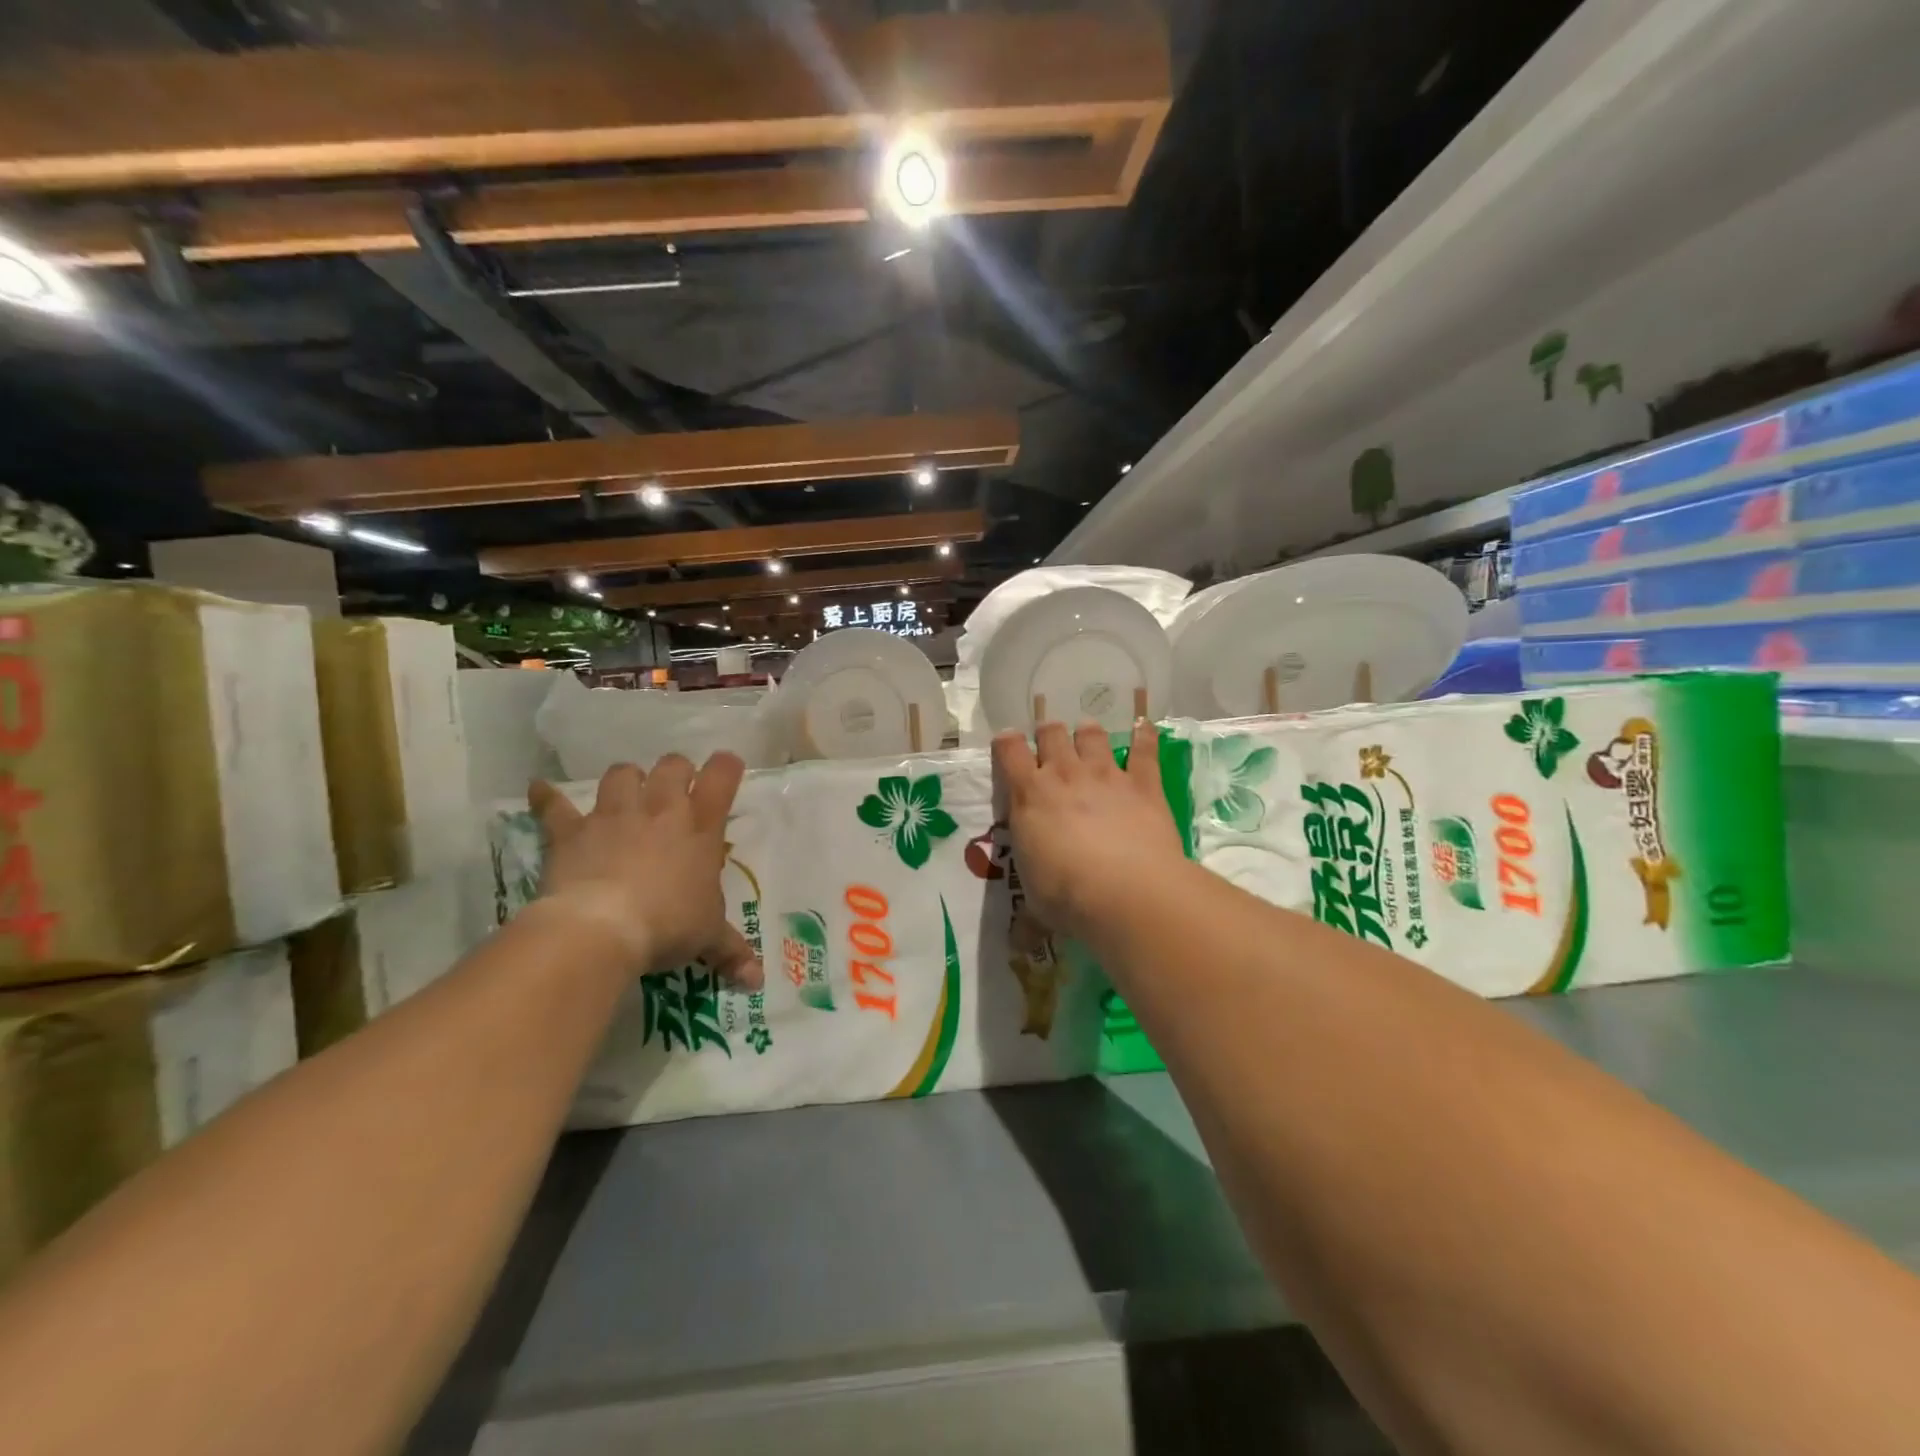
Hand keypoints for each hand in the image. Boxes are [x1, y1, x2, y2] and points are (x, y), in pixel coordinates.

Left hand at [529, 754, 763, 989]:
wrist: (601, 928)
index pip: (722, 777)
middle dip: (676, 772)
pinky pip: (554, 806)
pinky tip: (539, 791)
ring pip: (622, 773)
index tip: (726, 769)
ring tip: (627, 796)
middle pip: (672, 766)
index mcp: (701, 827)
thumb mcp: (707, 938)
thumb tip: (757, 981)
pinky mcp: (573, 829)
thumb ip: (732, 952)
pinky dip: (546, 798)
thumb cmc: (667, 926)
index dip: (726, 767)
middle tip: (675, 792)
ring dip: (627, 780)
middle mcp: (660, 809)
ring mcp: (614, 815)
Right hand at [991, 720, 1185, 944]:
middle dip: (1049, 733)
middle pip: (1051, 733)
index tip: (1007, 743)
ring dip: (1088, 733)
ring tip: (1089, 735)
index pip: (1008, 753)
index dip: (1006, 743)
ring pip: (1092, 736)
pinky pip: (1145, 750)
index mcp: (1029, 797)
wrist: (1125, 892)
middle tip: (1051, 743)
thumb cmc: (1067, 897)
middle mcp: (1064, 776)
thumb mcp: (1036, 907)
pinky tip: (1146, 728)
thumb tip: (1020, 945)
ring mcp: (1106, 776)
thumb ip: (1028, 917)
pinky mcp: (1143, 784)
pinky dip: (1145, 737)